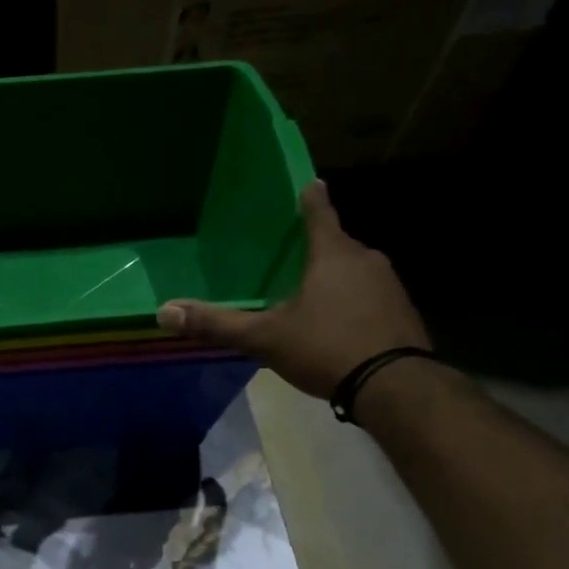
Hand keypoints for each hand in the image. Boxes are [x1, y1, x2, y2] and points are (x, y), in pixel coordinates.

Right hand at [157, 180, 428, 400]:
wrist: (392, 384)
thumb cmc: (325, 348)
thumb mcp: (264, 338)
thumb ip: (217, 325)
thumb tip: (165, 312)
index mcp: (333, 255)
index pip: (319, 214)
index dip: (310, 199)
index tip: (310, 183)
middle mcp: (367, 259)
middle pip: (337, 245)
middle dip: (318, 250)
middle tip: (295, 258)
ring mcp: (390, 286)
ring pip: (355, 273)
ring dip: (336, 280)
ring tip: (313, 298)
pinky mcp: (403, 312)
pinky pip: (371, 299)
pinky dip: (354, 305)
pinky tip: (339, 327)